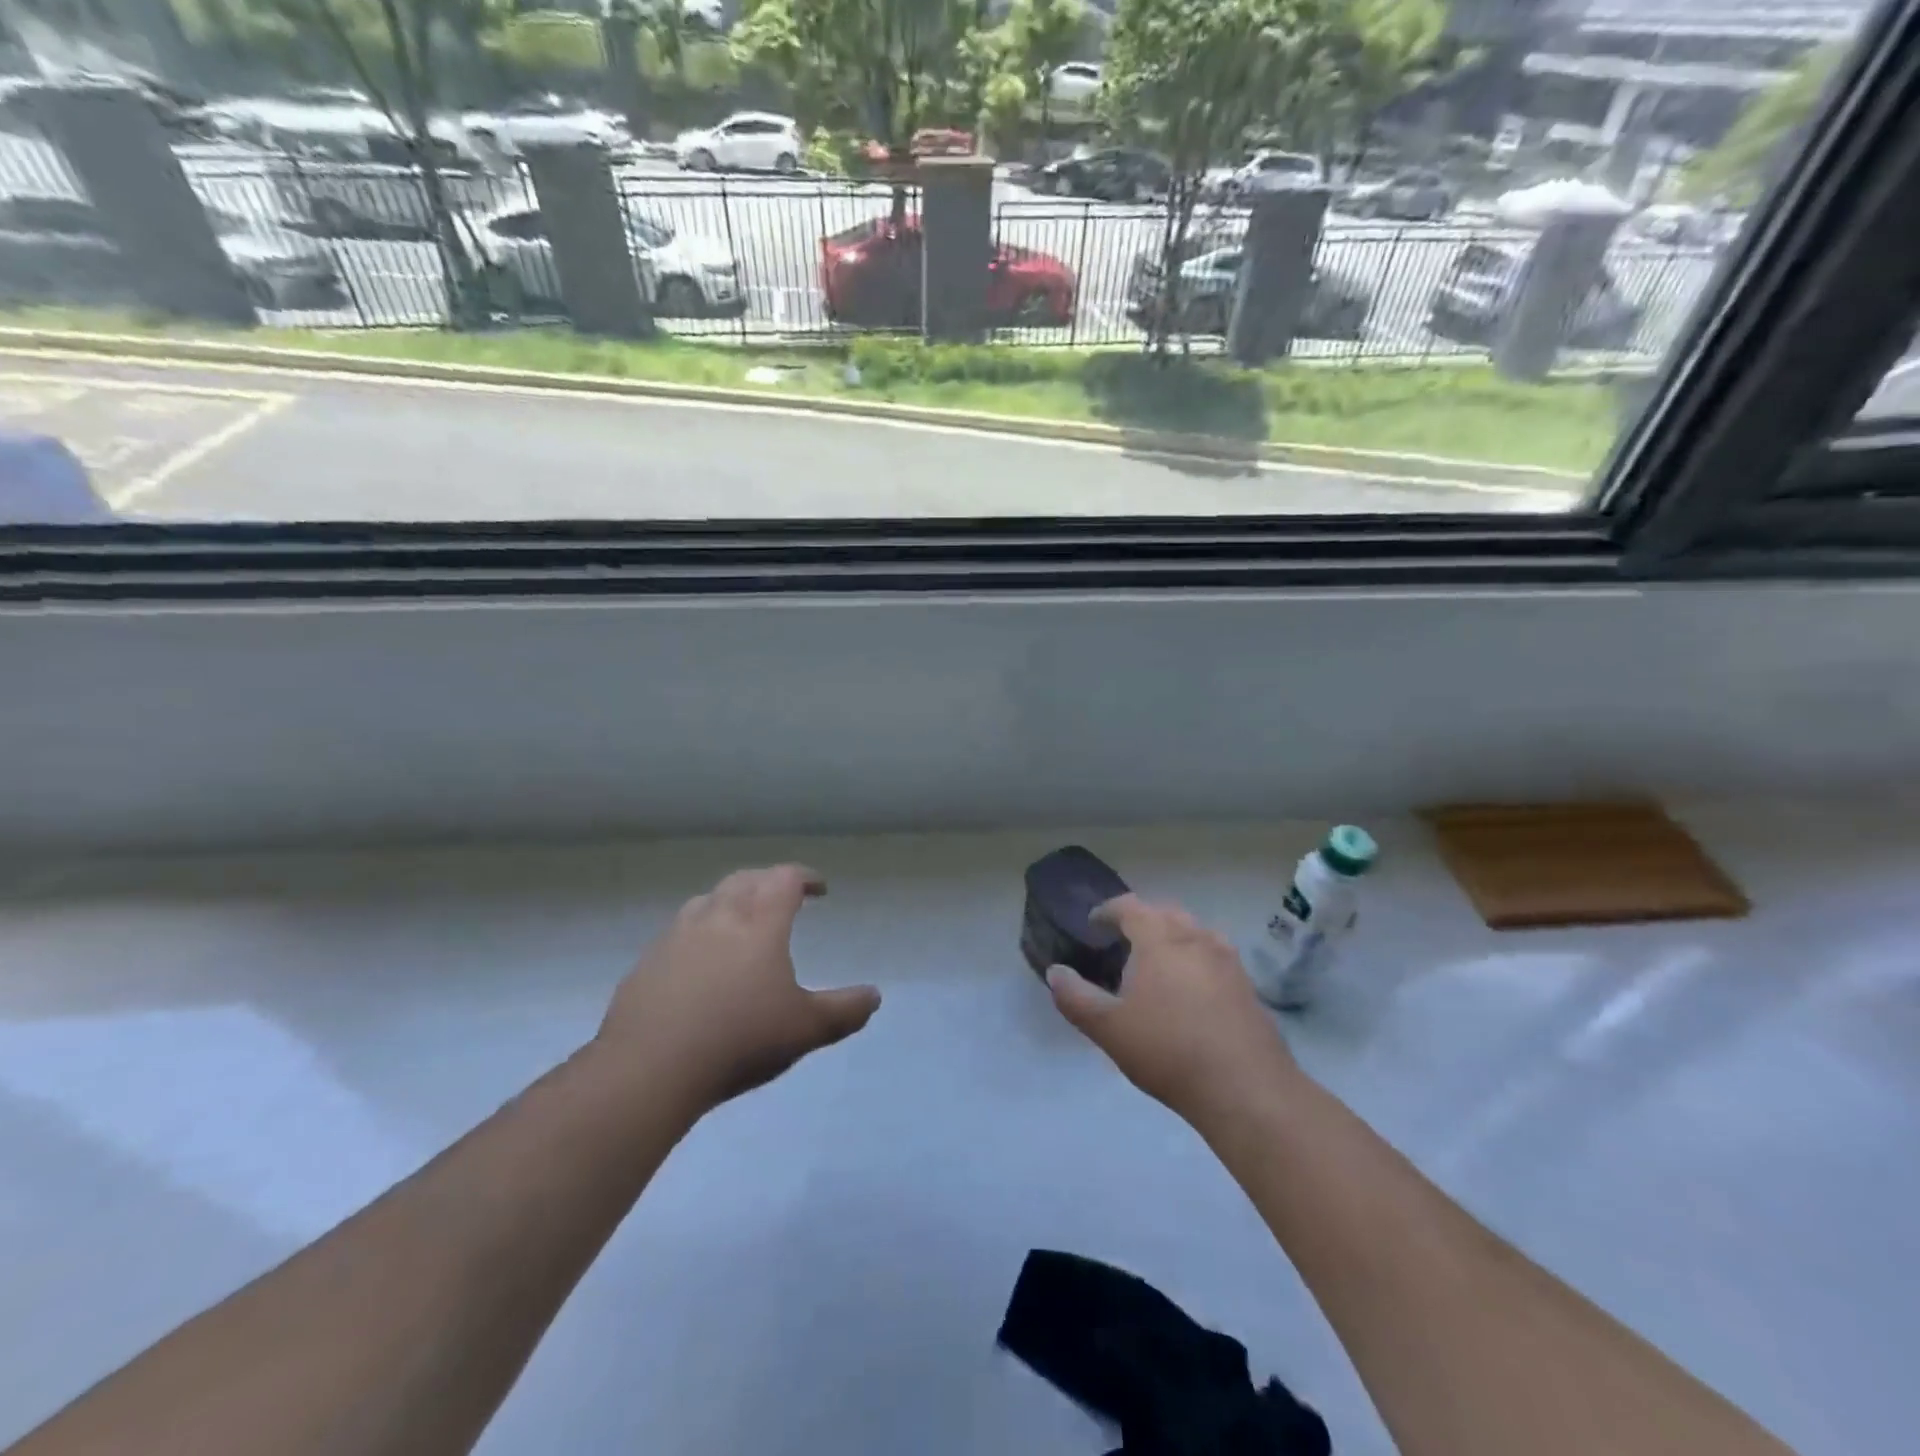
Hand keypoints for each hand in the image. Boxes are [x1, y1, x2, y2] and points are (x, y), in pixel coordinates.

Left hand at [595, 864, 880, 1113]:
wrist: (650, 1068)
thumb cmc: (739, 1039)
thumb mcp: (806, 1030)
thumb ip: (845, 1011)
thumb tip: (874, 996)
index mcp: (760, 922)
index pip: (785, 879)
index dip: (805, 877)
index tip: (819, 889)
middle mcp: (718, 916)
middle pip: (745, 880)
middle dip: (768, 881)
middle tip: (782, 896)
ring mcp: (676, 936)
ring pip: (707, 900)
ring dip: (730, 900)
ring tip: (740, 920)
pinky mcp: (647, 962)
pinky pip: (678, 931)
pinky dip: (698, 931)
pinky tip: (698, 961)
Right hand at [1046, 893, 1298, 1121]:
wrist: (1245, 1088)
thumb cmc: (1168, 1049)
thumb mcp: (1108, 1028)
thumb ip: (1075, 997)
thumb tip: (1054, 972)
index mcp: (1159, 937)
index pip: (1129, 906)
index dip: (1107, 911)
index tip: (1093, 923)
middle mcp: (1195, 937)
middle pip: (1164, 912)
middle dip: (1142, 919)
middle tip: (1123, 941)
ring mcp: (1227, 959)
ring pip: (1194, 932)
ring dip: (1172, 937)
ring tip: (1157, 962)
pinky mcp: (1247, 985)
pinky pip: (1214, 956)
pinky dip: (1196, 959)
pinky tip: (1191, 990)